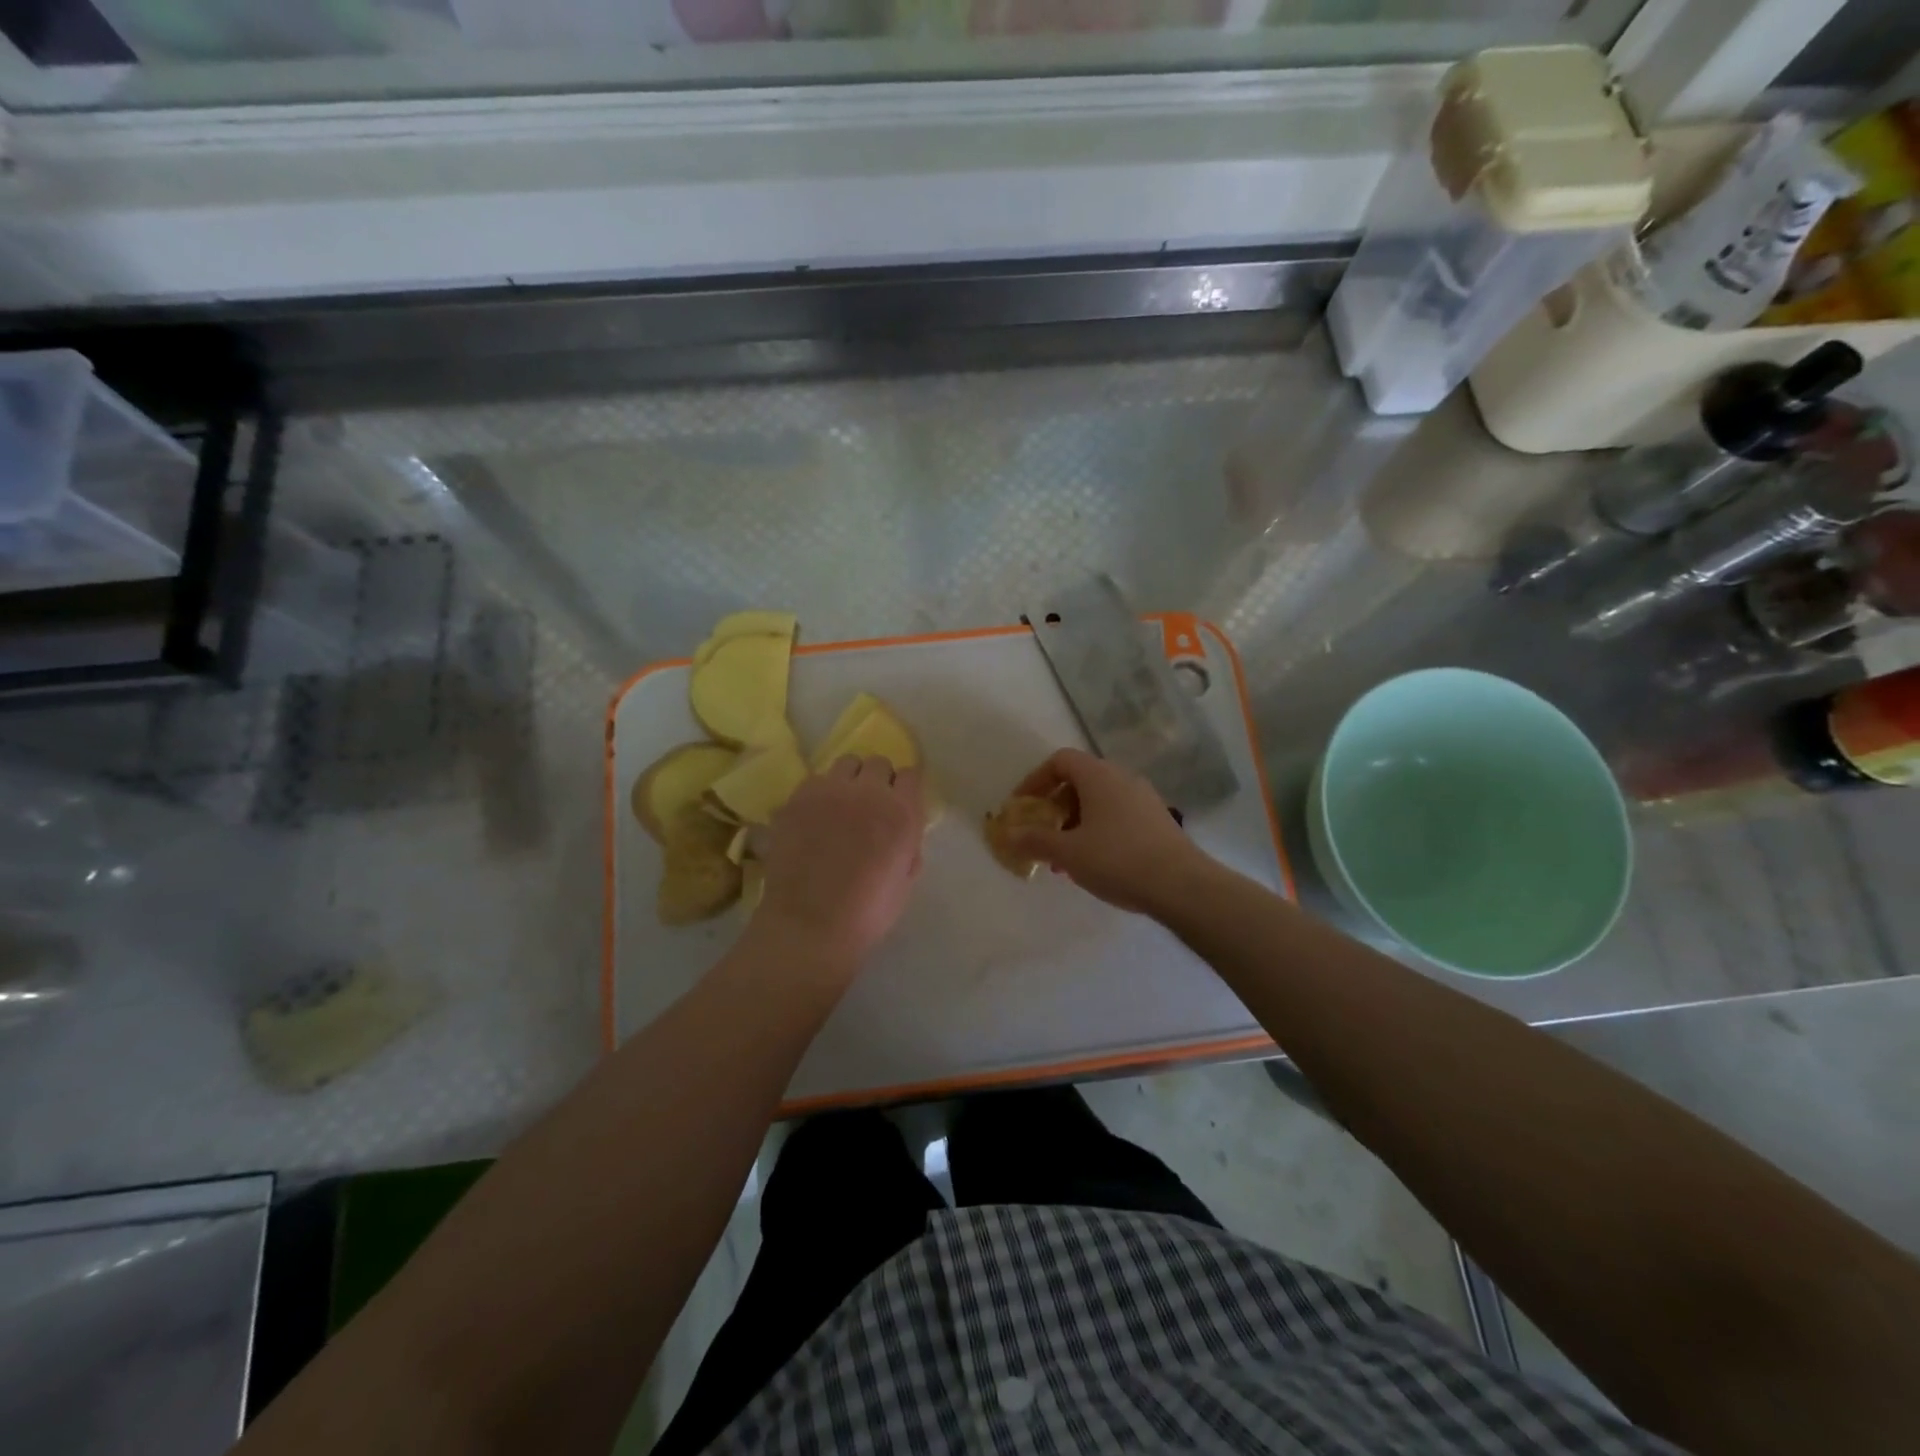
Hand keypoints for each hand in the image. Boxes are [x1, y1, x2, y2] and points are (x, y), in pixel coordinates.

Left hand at [757, 756, 925, 969]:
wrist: (809, 925)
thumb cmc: (866, 913)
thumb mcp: (904, 881)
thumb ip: (907, 846)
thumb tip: (901, 833)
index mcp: (902, 814)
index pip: (911, 774)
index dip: (904, 789)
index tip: (898, 803)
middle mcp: (869, 793)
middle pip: (878, 763)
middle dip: (877, 779)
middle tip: (869, 805)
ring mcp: (830, 792)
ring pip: (845, 763)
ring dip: (848, 780)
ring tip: (840, 804)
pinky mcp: (798, 798)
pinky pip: (815, 780)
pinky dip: (819, 792)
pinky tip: (813, 817)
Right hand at [1007, 748, 1213, 916]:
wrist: (1181, 885)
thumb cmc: (1117, 860)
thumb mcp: (1068, 853)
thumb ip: (1035, 840)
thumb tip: (1009, 834)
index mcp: (1099, 776)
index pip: (1060, 761)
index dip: (1035, 780)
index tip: (1023, 807)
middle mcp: (1123, 778)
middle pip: (1079, 781)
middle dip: (1055, 808)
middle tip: (1042, 836)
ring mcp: (1144, 799)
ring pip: (1099, 802)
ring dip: (1075, 824)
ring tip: (1064, 859)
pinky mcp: (1157, 821)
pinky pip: (1117, 816)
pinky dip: (1098, 831)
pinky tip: (1094, 865)